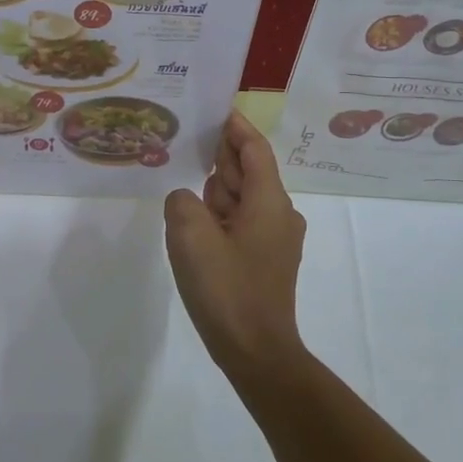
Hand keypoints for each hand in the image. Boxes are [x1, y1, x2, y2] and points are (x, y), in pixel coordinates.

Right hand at [163, 111, 306, 375]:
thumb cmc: (227, 289)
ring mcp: (274, 240)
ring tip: (184, 182)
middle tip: (187, 141)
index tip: (217, 108)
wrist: (256, 353)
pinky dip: (220, 215)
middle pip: (249, 172)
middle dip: (221, 158)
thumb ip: (183, 202)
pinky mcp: (265, 261)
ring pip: (242, 199)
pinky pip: (240, 223)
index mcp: (269, 202)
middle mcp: (279, 214)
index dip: (236, 127)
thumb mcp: (191, 237)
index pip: (254, 150)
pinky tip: (194, 223)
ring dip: (217, 191)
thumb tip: (188, 200)